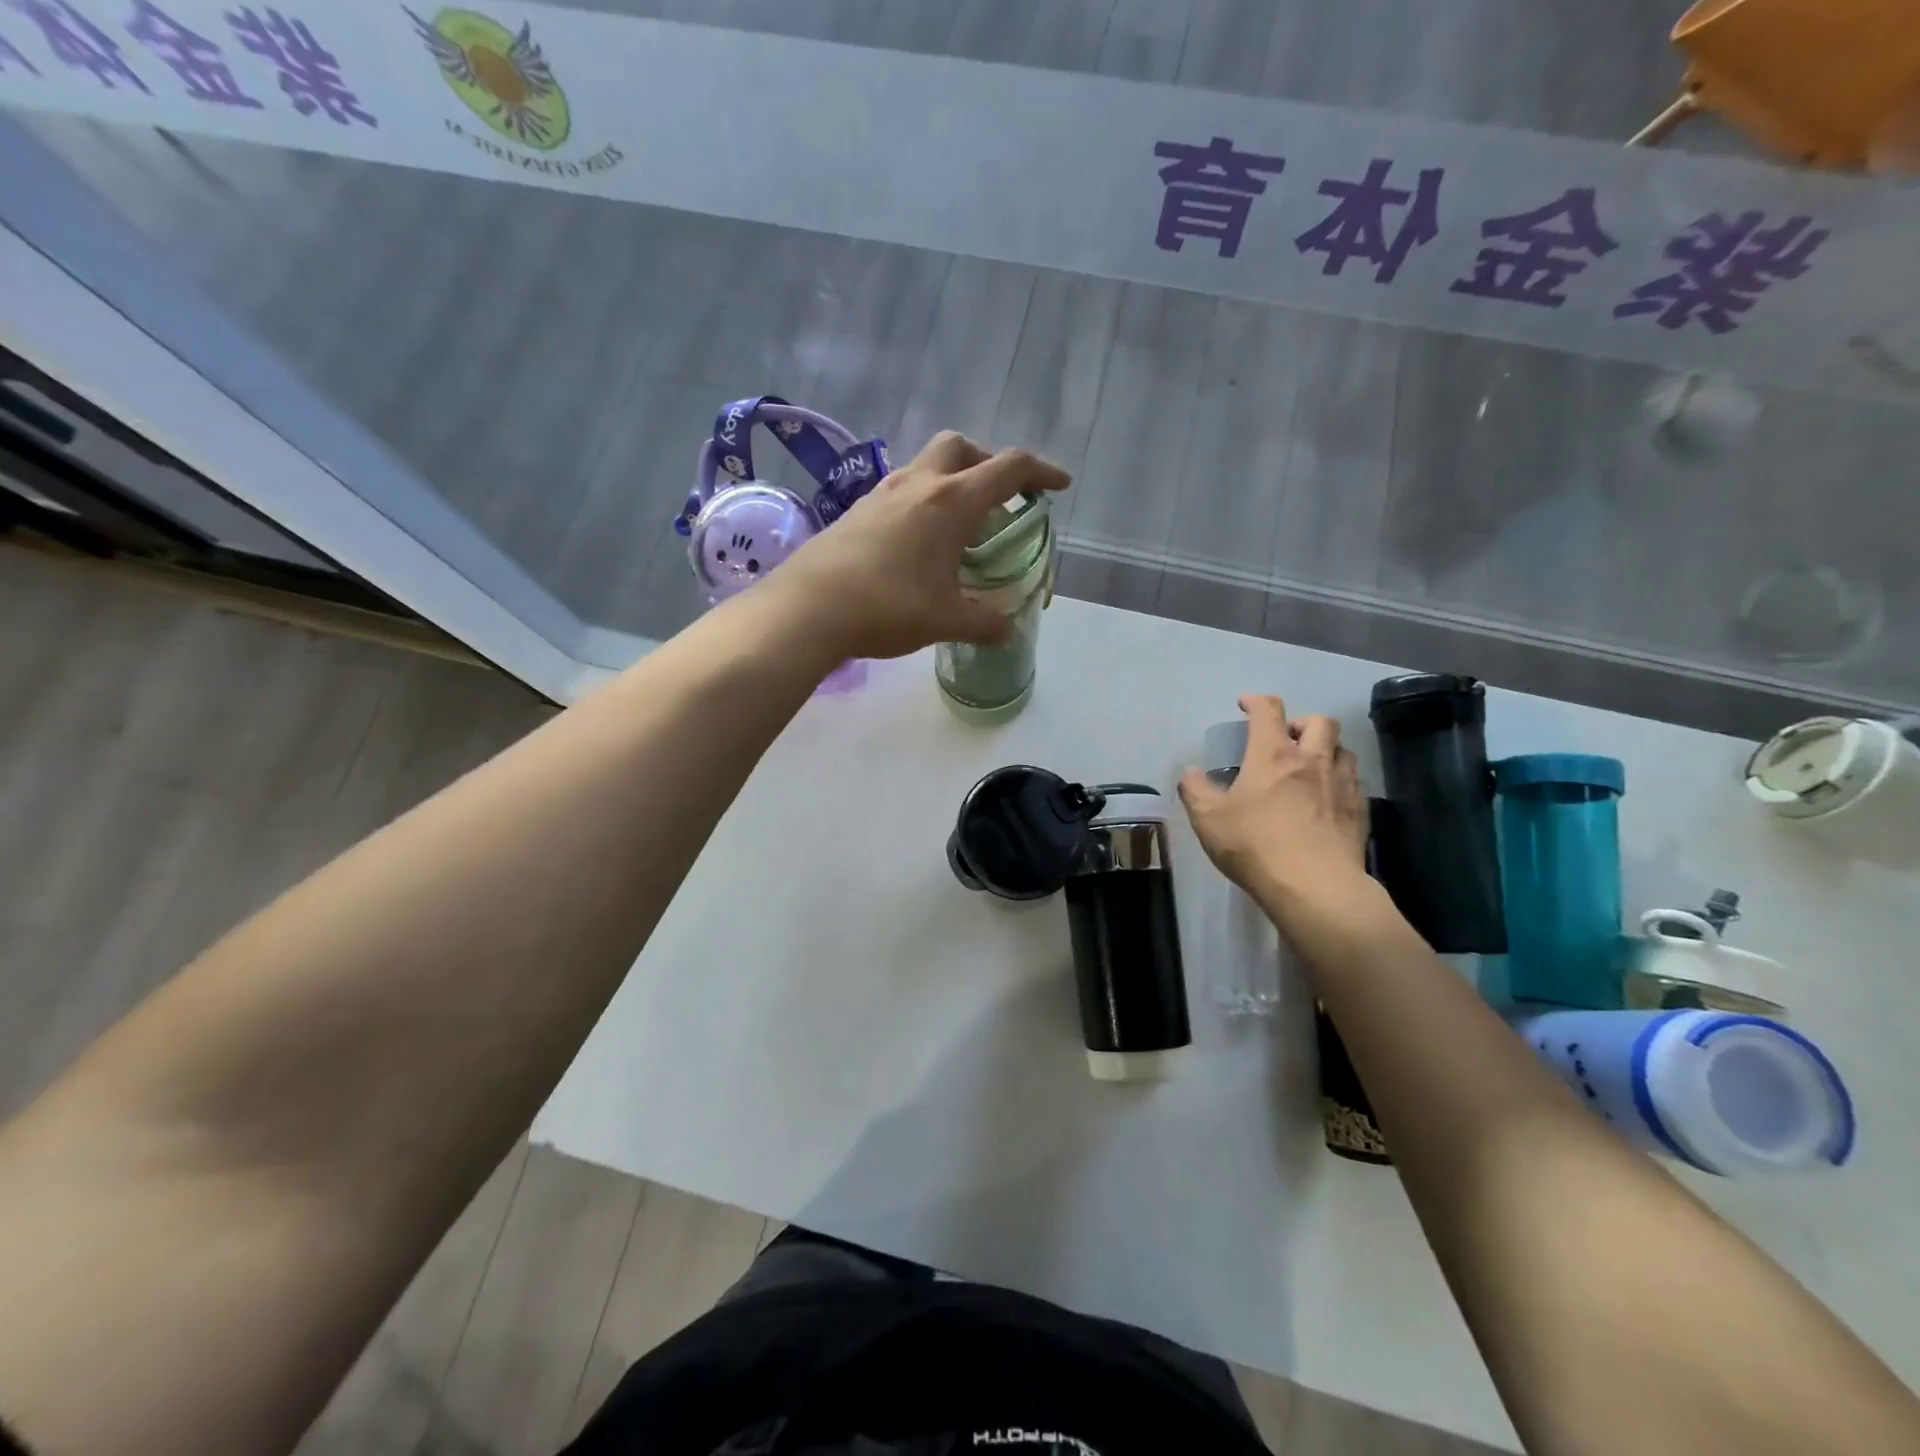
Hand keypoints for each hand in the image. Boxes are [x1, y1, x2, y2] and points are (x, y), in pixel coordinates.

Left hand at [766, 432, 1069, 660]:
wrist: (807, 608)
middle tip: (1000, 499)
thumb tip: (1008, 631)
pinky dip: (923, 501)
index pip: (1008, 469)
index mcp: (951, 502)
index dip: (1040, 473)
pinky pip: (902, 490)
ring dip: (953, 482)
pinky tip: (919, 541)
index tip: (1058, 487)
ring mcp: (882, 493)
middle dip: (988, 463)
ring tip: (961, 525)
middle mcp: (918, 484)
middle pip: (962, 447)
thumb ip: (984, 623)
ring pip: (927, 465)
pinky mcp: (858, 510)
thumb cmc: (887, 607)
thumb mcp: (945, 620)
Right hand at [1178, 695, 1374, 936]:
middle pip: (1319, 722)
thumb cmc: (1255, 845)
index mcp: (1273, 755)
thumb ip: (1195, 790)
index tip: (1245, 704)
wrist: (1314, 886)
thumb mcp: (1208, 819)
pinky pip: (1354, 781)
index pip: (1268, 711)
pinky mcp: (1360, 811)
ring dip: (1326, 749)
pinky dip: (1340, 779)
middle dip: (1300, 722)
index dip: (1256, 701)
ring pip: (1342, 749)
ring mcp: (1341, 785)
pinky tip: (1328, 798)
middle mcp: (1312, 760)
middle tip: (1284, 739)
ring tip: (1310, 766)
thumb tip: (1191, 773)